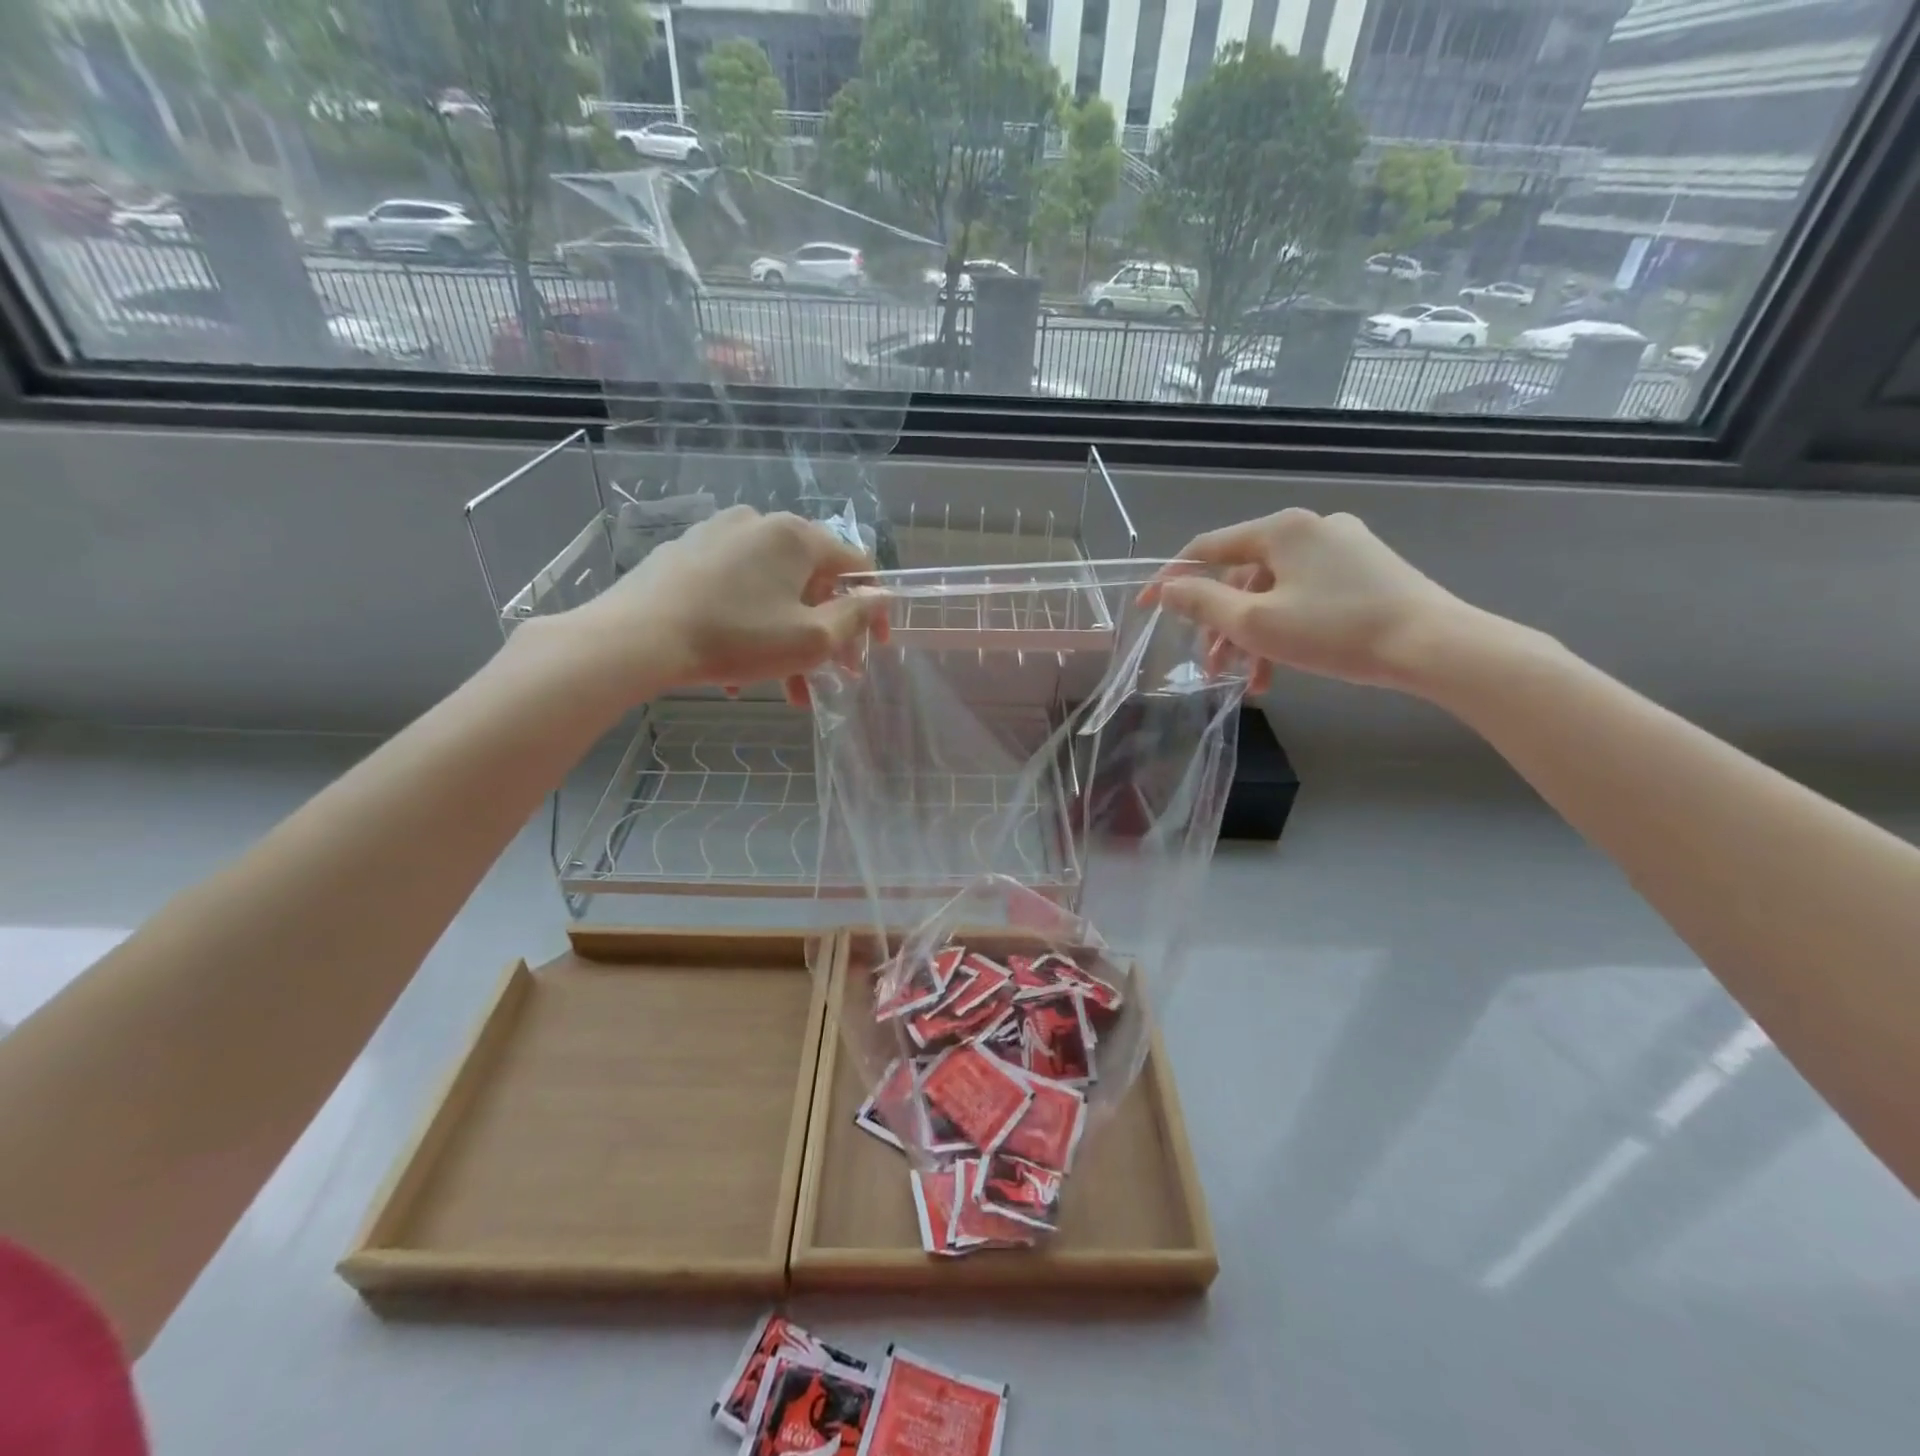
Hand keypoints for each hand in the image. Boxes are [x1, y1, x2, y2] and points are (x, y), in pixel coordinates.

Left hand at [565, 506, 887, 704]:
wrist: (636, 638)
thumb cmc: (736, 637)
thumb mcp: (811, 638)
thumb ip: (855, 616)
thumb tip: (880, 596)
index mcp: (796, 536)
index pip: (856, 565)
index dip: (872, 609)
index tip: (872, 649)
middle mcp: (759, 523)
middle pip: (811, 582)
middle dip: (825, 634)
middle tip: (829, 676)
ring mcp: (717, 535)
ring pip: (772, 591)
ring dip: (787, 638)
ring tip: (783, 688)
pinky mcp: (685, 555)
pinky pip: (735, 590)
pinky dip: (750, 625)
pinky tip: (737, 670)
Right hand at [1142, 508, 1474, 694]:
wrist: (1435, 646)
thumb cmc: (1336, 630)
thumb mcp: (1255, 622)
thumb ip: (1202, 602)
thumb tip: (1167, 588)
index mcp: (1281, 529)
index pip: (1207, 549)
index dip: (1172, 579)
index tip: (1147, 607)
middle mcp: (1311, 528)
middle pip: (1243, 576)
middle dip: (1222, 625)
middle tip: (1212, 666)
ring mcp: (1343, 548)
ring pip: (1275, 592)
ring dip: (1253, 636)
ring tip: (1248, 682)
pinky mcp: (1366, 572)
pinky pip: (1306, 597)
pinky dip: (1286, 630)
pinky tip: (1281, 671)